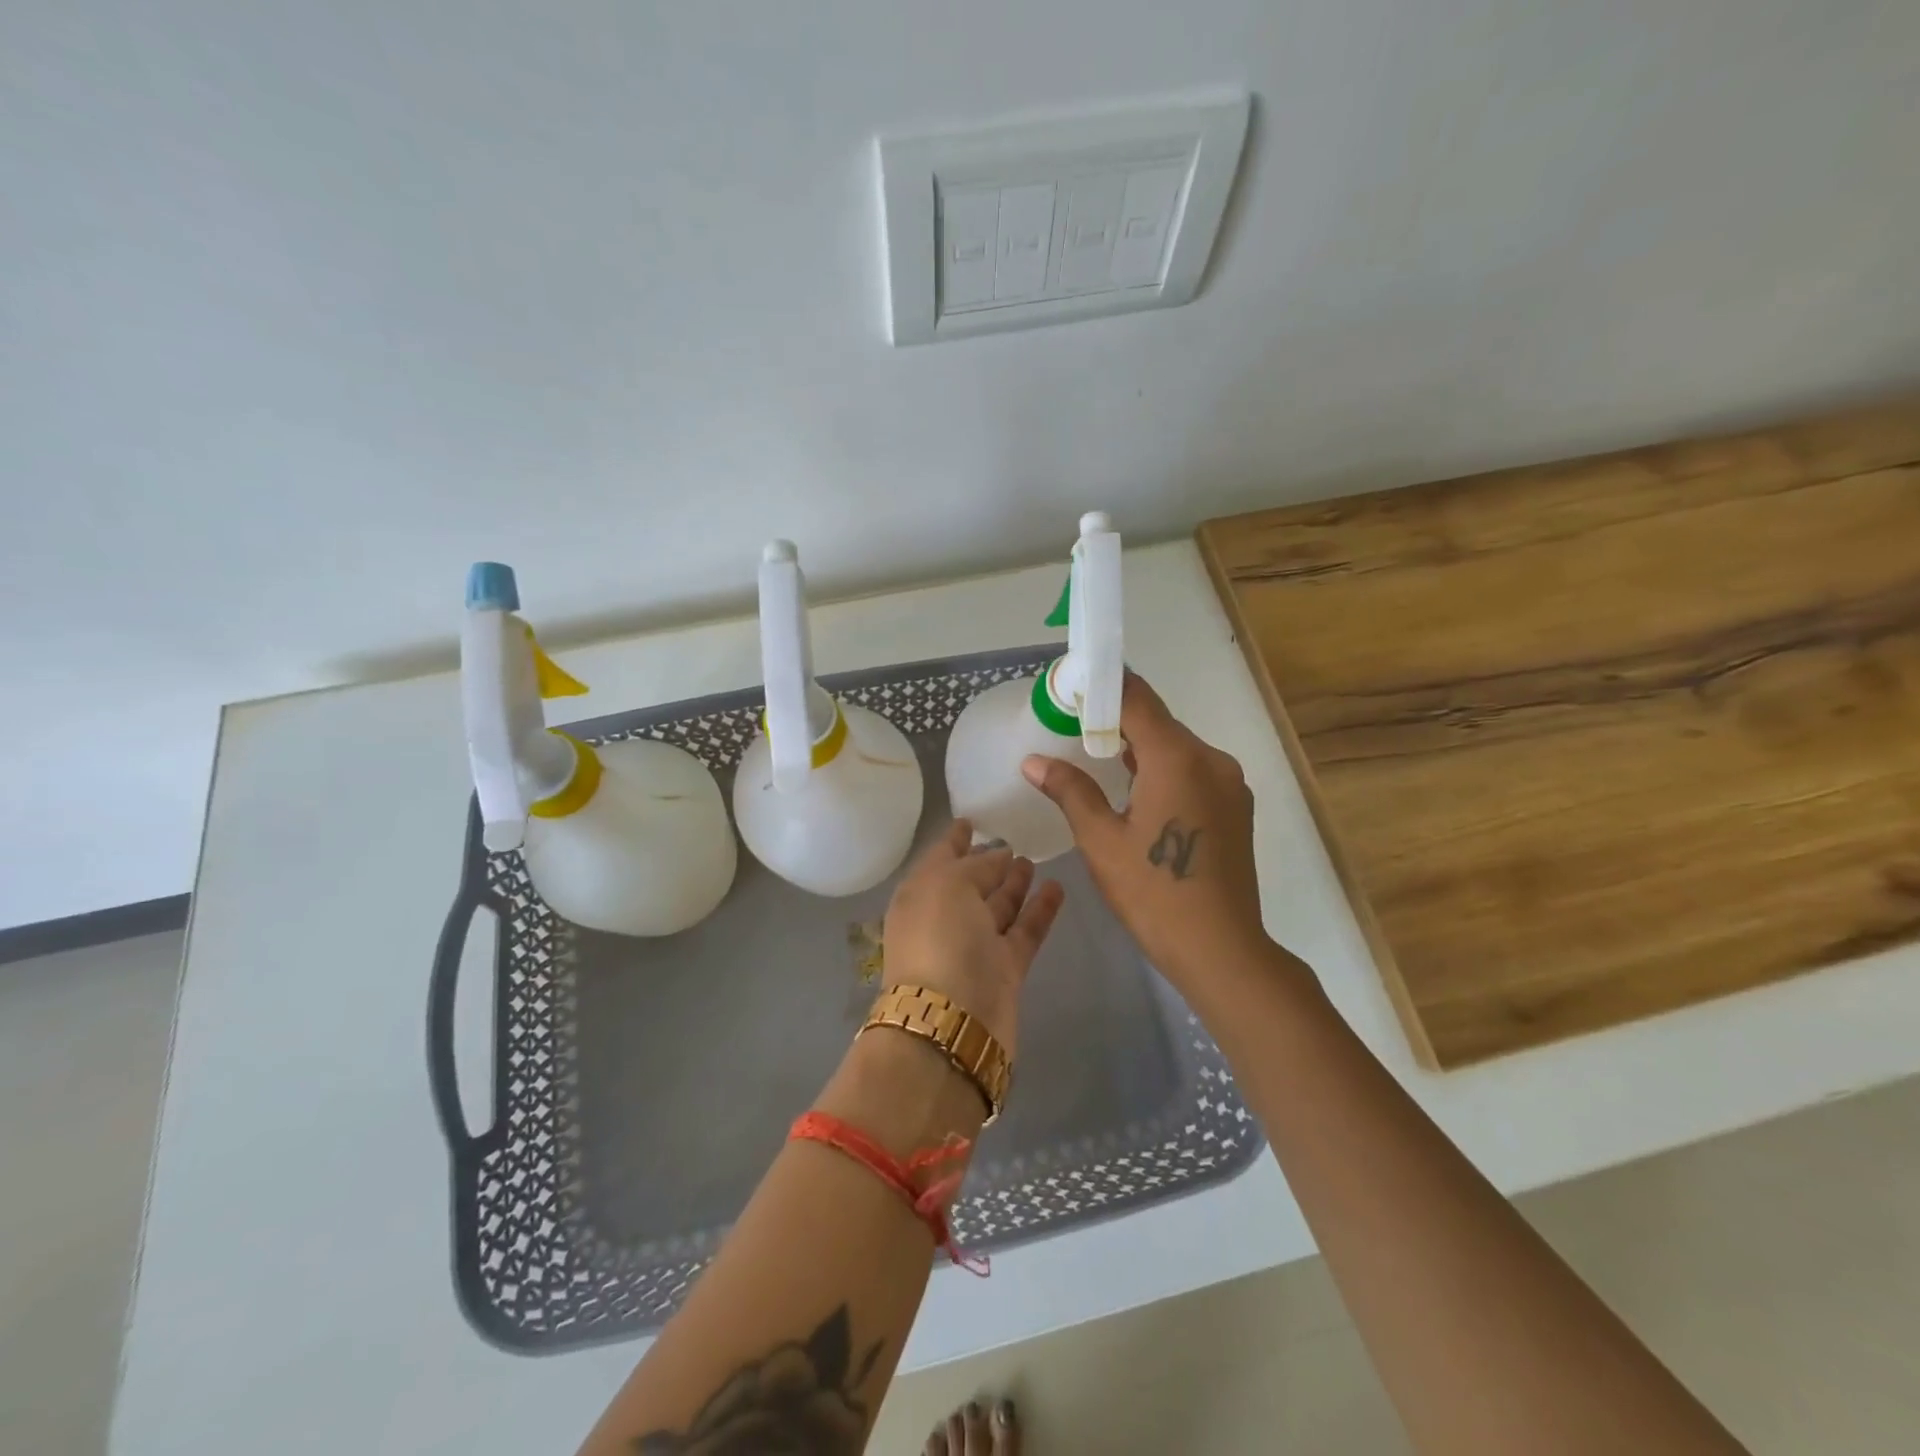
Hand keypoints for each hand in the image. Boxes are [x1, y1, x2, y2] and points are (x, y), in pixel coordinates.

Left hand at [879, 819, 1064, 1058]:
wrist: (952, 1023)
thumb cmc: (940, 940)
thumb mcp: (949, 885)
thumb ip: (977, 865)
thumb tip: (999, 856)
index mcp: (919, 895)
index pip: (938, 858)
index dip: (953, 839)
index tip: (970, 820)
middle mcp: (944, 919)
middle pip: (970, 884)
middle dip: (988, 863)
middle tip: (1014, 841)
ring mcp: (974, 947)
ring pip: (997, 908)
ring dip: (1014, 885)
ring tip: (1035, 859)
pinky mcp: (1004, 970)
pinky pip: (1024, 931)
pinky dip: (1039, 911)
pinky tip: (1057, 888)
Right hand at [1022, 673, 1266, 986]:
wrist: (1221, 949)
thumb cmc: (1153, 893)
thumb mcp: (1101, 840)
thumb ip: (1070, 790)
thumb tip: (1033, 761)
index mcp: (1177, 758)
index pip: (1136, 699)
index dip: (1102, 686)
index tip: (1070, 687)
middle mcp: (1211, 759)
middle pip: (1158, 722)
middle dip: (1116, 719)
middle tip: (1072, 725)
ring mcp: (1230, 783)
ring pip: (1177, 748)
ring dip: (1139, 747)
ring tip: (1097, 757)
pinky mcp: (1236, 807)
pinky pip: (1193, 771)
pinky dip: (1163, 770)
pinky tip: (1137, 792)